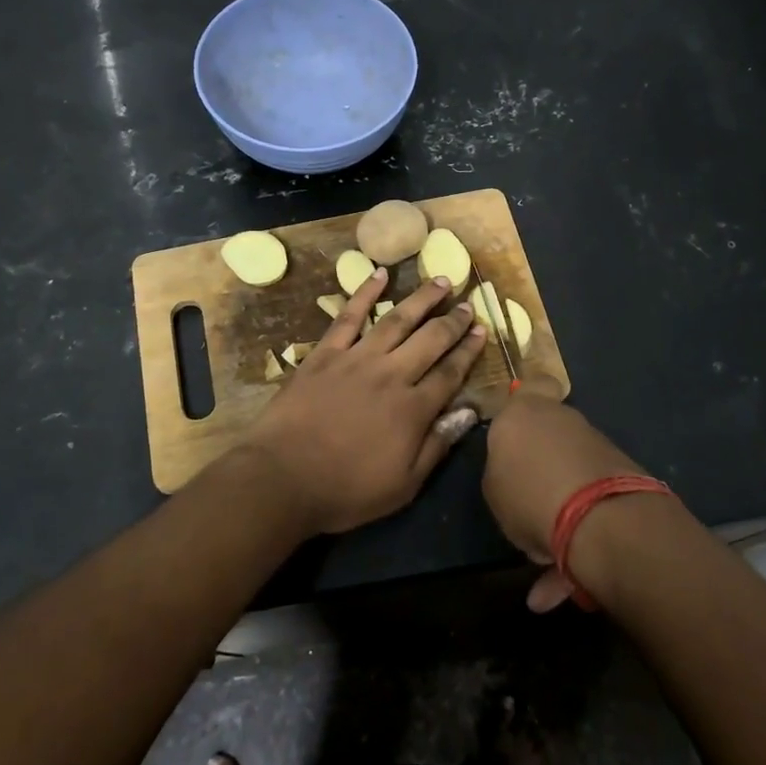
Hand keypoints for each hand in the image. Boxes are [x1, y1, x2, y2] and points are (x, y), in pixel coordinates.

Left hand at [242, 268, 485, 535]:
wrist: (283, 478)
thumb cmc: (346, 490)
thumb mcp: (403, 485)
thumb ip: (437, 446)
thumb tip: (469, 413)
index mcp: (413, 409)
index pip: (451, 372)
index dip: (469, 350)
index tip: (483, 331)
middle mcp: (391, 375)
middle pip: (430, 340)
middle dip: (453, 320)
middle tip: (470, 303)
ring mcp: (357, 359)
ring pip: (397, 320)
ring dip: (422, 299)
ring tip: (441, 281)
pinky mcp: (325, 353)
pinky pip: (349, 316)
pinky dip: (365, 293)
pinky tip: (379, 274)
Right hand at [483, 378, 647, 610]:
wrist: (598, 517)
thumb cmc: (527, 491)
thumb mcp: (493, 487)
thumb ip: (502, 471)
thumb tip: (516, 474)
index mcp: (524, 412)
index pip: (533, 384)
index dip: (532, 395)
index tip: (525, 417)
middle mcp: (563, 420)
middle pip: (550, 433)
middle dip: (541, 463)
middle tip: (525, 499)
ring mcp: (597, 446)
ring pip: (569, 473)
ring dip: (558, 508)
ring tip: (543, 558)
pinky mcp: (622, 477)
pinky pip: (588, 504)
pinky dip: (576, 538)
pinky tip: (560, 585)